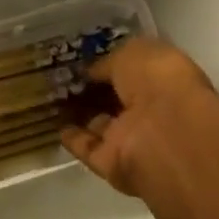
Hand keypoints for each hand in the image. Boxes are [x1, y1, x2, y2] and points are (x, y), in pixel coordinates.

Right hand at [60, 36, 218, 198]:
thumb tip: (92, 71)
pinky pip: (89, 148)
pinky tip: (54, 124)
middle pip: (117, 100)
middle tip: (64, 77)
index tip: (84, 59)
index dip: (110, 65)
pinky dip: (73, 138)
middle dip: (95, 90)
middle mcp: (151, 110)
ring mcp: (133, 139)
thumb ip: (110, 62)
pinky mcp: (114, 165)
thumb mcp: (131, 53)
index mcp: (164, 78)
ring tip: (52, 97)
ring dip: (81, 114)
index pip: (134, 71)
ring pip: (102, 124)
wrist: (166, 134)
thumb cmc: (157, 80)